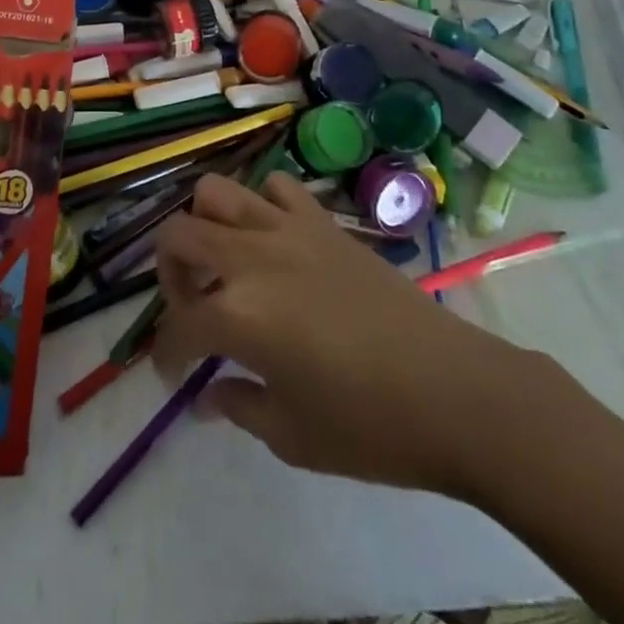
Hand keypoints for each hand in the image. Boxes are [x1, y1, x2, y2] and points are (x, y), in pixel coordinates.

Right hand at [151, 173, 559, 503]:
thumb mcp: (292, 436)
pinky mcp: (323, 221)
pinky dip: (262, 205)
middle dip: (169, 272)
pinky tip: (273, 240)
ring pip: (217, 193)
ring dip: (206, 225)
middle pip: (179, 234)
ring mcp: (288, 230)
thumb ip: (238, 405)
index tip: (176, 376)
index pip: (178, 325)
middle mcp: (252, 258)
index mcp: (238, 315)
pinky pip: (277, 187)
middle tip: (191, 307)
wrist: (455, 393)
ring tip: (223, 262)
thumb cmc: (371, 427)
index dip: (167, 354)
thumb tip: (206, 396)